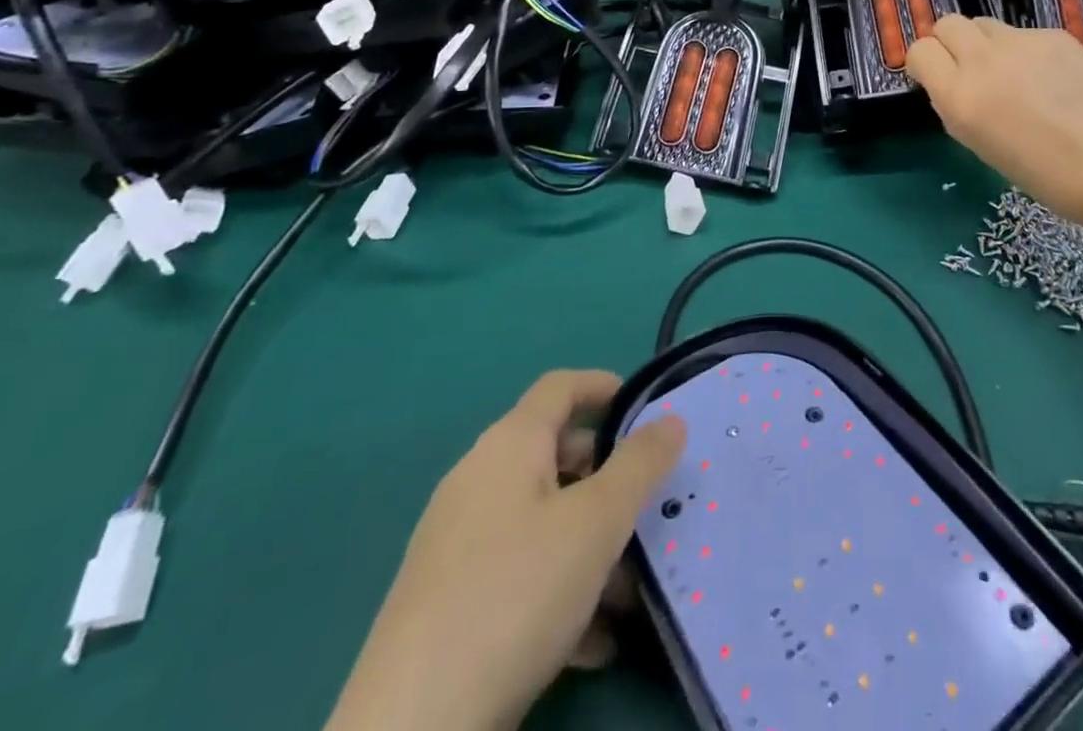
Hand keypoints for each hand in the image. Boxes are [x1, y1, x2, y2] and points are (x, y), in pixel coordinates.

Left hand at [325, 370, 685, 730]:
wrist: (412, 729)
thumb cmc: (516, 594)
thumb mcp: (597, 523)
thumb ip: (640, 465)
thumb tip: (670, 419)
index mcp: (509, 446)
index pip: (560, 387)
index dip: (604, 387)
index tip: (647, 411)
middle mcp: (478, 481)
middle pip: (555, 456)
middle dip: (607, 481)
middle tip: (649, 511)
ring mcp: (458, 544)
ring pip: (542, 522)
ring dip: (590, 546)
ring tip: (630, 593)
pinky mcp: (448, 604)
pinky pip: (519, 574)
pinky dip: (559, 591)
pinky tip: (592, 644)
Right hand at [906, 15, 1082, 226]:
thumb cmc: (1042, 174)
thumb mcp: (979, 145)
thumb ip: (956, 106)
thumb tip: (950, 83)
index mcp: (958, 97)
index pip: (919, 50)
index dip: (924, 62)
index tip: (935, 77)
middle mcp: (982, 61)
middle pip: (947, 24)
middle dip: (949, 42)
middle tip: (967, 68)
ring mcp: (1020, 42)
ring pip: (984, 23)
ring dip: (984, 43)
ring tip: (1008, 71)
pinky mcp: (1053, 34)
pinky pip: (1022, 33)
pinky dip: (1024, 50)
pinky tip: (1048, 77)